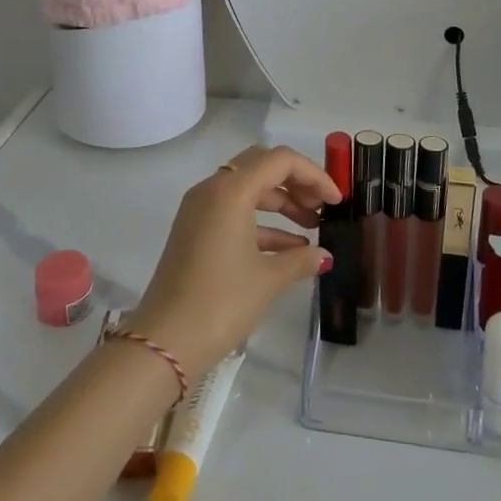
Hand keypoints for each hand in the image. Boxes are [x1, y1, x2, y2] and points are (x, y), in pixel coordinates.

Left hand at [124, 145, 341, 377]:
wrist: (165, 340)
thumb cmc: (221, 302)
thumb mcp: (268, 279)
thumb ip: (300, 259)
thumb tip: (323, 255)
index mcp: (230, 190)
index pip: (280, 160)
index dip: (314, 175)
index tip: (336, 200)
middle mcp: (212, 189)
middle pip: (262, 167)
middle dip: (296, 183)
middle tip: (323, 208)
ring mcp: (200, 209)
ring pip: (248, 189)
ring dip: (280, 204)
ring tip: (312, 228)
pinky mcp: (194, 230)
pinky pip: (234, 212)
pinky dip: (261, 223)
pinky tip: (289, 248)